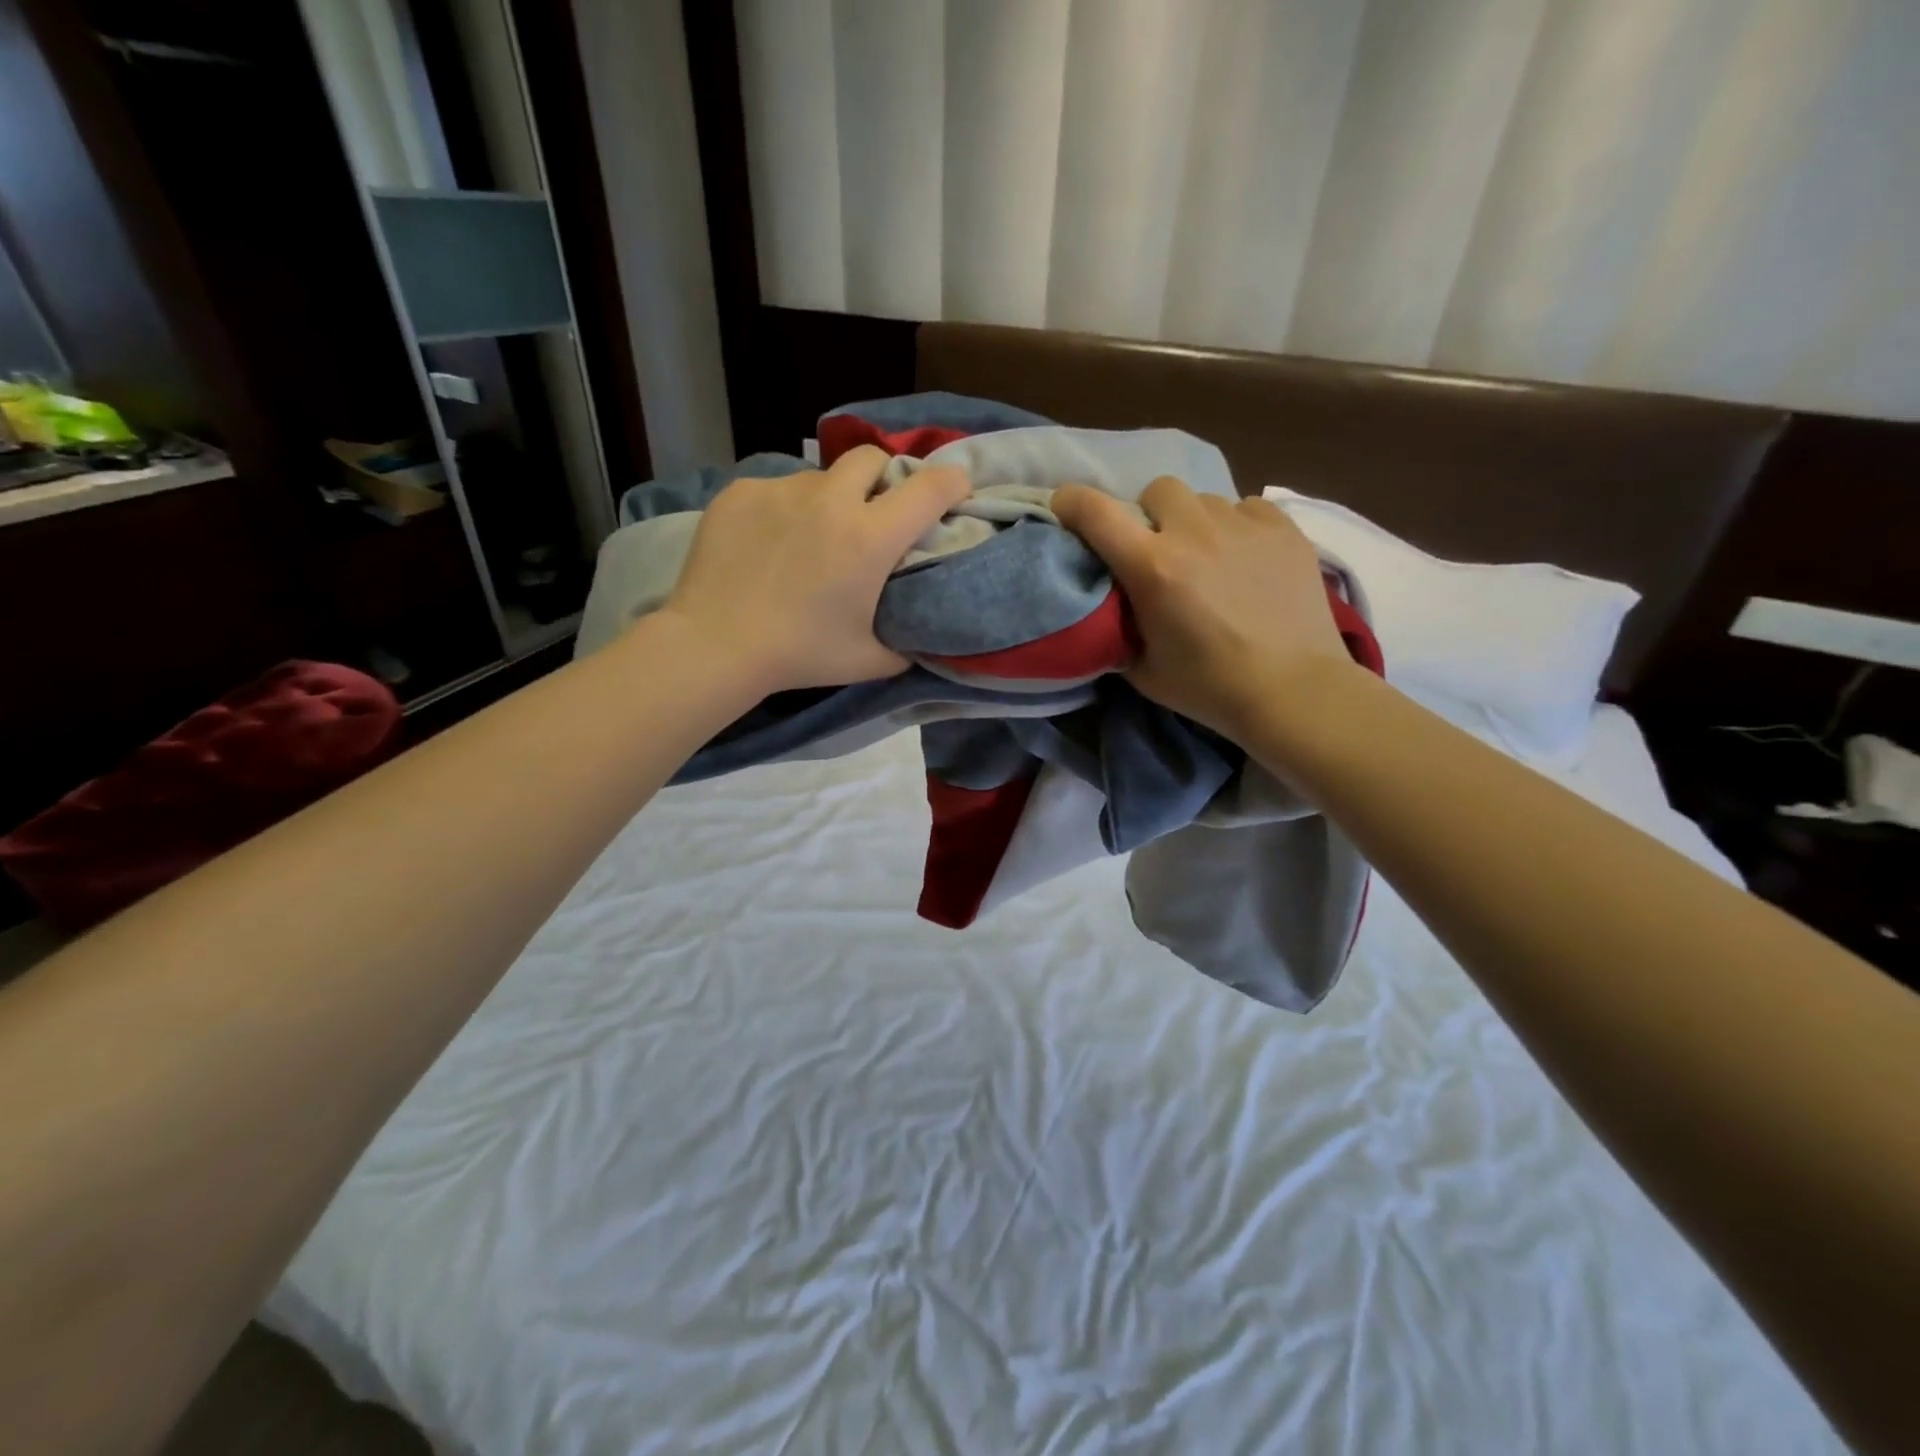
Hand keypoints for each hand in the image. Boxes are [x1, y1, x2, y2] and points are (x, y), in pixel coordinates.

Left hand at [659, 445, 970, 693]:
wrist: (715, 645)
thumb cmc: (800, 655)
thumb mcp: (870, 661)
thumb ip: (905, 643)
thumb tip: (920, 635)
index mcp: (870, 538)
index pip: (930, 488)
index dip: (953, 483)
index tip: (955, 492)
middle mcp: (831, 499)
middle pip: (873, 458)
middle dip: (884, 477)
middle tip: (875, 512)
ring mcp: (782, 490)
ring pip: (820, 477)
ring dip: (830, 498)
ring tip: (811, 537)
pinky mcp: (742, 492)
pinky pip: (777, 490)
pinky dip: (784, 510)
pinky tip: (768, 544)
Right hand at [1052, 476, 1355, 741]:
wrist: (1293, 691)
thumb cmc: (1210, 688)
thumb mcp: (1143, 670)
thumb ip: (1120, 629)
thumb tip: (1112, 608)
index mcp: (1152, 568)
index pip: (1096, 512)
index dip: (1072, 503)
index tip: (1066, 510)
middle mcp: (1194, 533)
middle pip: (1157, 489)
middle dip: (1149, 514)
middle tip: (1157, 548)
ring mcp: (1244, 526)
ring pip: (1204, 499)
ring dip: (1194, 522)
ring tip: (1208, 557)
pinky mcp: (1284, 529)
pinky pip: (1247, 508)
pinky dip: (1237, 527)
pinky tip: (1246, 559)